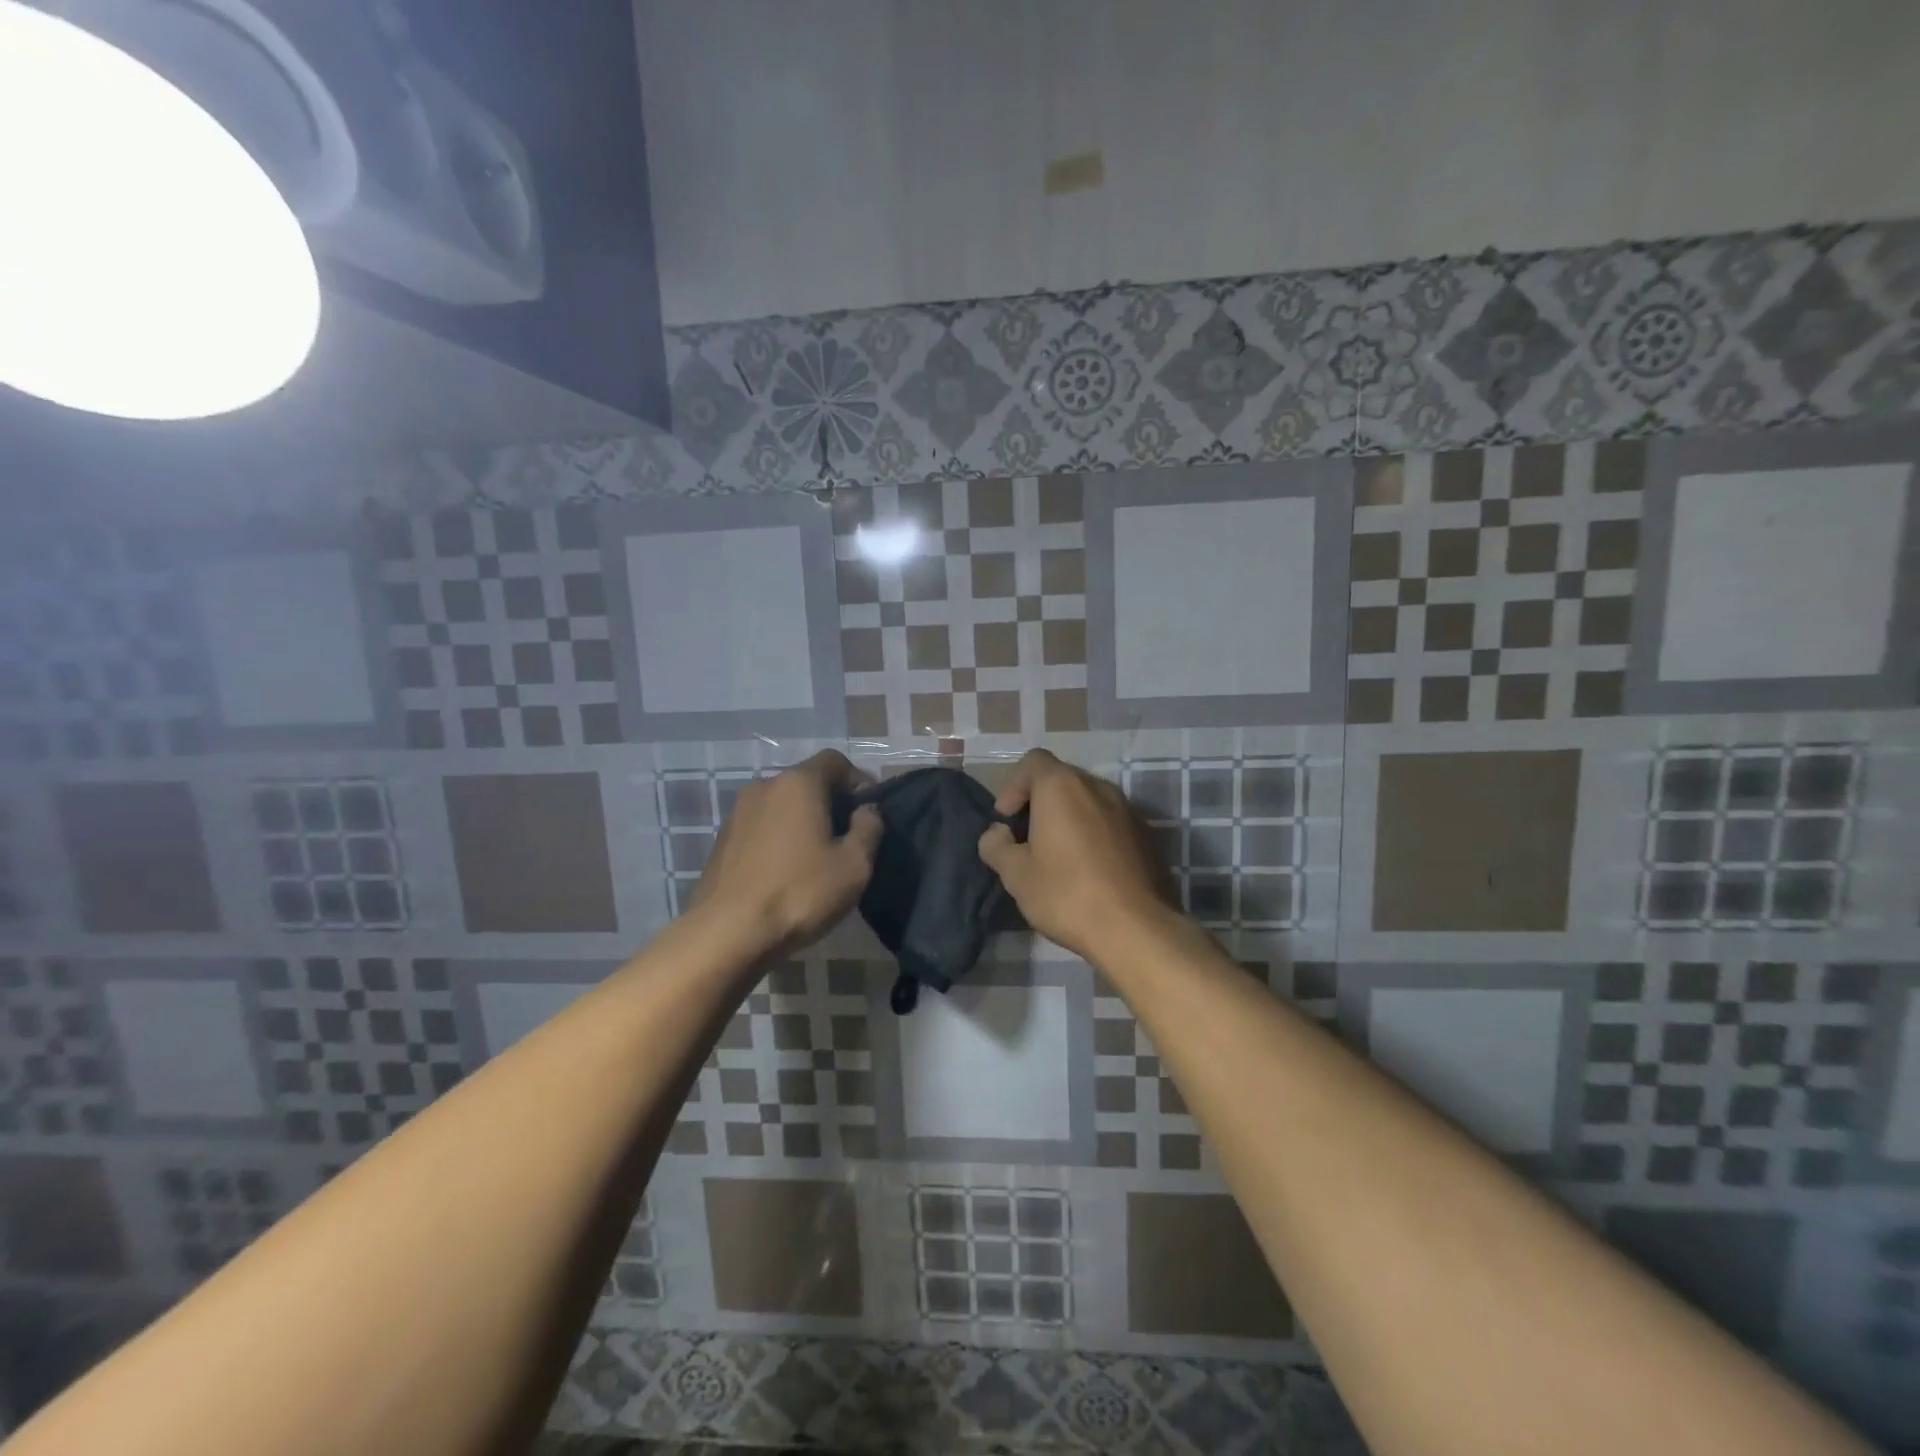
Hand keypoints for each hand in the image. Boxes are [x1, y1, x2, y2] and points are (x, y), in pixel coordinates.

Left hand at [690, 750, 882, 954]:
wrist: (727, 933)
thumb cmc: (799, 893)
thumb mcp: (854, 866)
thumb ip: (868, 828)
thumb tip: (867, 810)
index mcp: (799, 783)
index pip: (835, 761)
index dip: (858, 780)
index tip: (868, 811)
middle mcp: (764, 786)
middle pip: (807, 781)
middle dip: (830, 802)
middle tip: (846, 838)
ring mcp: (738, 812)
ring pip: (782, 805)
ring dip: (802, 821)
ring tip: (815, 858)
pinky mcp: (722, 839)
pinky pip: (761, 826)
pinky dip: (778, 838)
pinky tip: (785, 872)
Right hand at [977, 748, 1176, 960]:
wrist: (1136, 928)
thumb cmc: (1066, 894)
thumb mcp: (1015, 875)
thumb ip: (996, 845)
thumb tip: (997, 833)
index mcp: (1061, 786)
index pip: (1032, 761)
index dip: (1013, 786)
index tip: (1007, 820)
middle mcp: (1097, 786)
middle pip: (1061, 779)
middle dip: (1039, 802)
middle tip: (1027, 840)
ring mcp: (1127, 809)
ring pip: (1088, 800)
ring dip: (1068, 818)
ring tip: (1058, 856)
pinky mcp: (1146, 834)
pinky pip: (1109, 821)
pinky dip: (1093, 833)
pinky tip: (1088, 870)